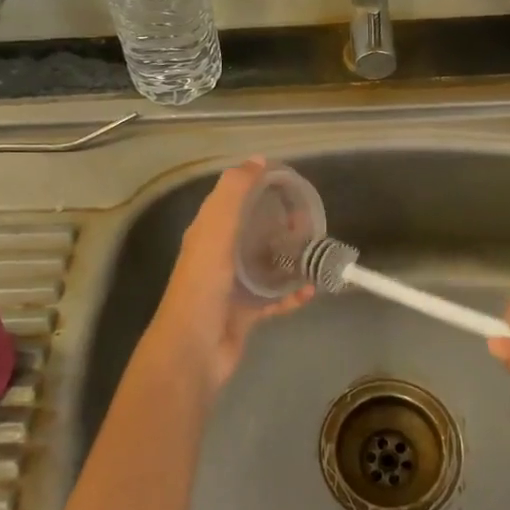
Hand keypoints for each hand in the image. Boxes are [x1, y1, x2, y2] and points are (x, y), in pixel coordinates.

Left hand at [145, 158, 311, 393]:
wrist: (193, 350)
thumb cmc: (203, 285)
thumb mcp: (215, 230)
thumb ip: (233, 193)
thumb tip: (256, 160)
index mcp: (208, 232)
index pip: (234, 200)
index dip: (258, 187)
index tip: (289, 183)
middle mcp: (219, 256)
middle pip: (254, 231)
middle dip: (281, 224)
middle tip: (309, 221)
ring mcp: (233, 286)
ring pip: (267, 264)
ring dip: (291, 258)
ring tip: (316, 252)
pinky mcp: (246, 314)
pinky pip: (275, 298)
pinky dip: (293, 293)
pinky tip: (312, 289)